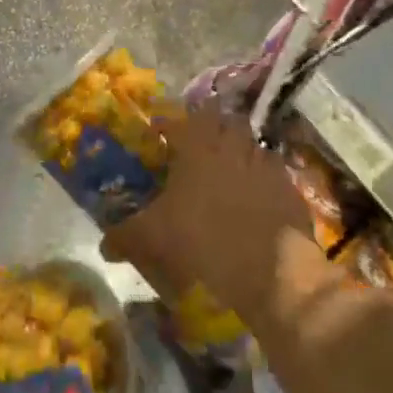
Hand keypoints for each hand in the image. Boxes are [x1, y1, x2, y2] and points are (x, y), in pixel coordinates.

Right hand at [101, 106, 314, 319]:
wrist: (272, 272)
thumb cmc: (205, 242)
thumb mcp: (154, 239)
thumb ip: (125, 236)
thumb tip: (104, 244)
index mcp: (197, 146)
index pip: (178, 120)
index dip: (166, 125)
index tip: (157, 136)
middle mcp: (232, 144)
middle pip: (222, 120)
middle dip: (209, 128)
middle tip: (196, 148)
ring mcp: (265, 164)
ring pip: (249, 143)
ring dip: (238, 150)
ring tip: (226, 172)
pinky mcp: (289, 187)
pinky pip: (272, 172)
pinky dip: (261, 178)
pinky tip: (254, 198)